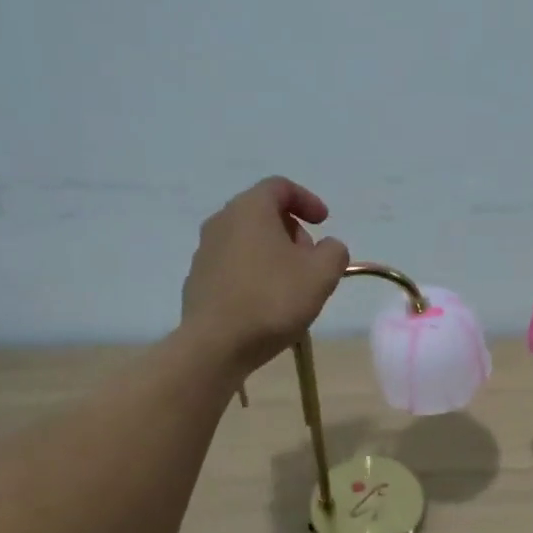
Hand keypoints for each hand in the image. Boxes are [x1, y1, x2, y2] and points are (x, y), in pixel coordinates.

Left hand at [180, 177, 350, 376]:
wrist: (215, 345)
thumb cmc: (273, 300)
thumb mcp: (322, 274)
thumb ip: (334, 252)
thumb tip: (327, 247)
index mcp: (250, 209)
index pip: (280, 187)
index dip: (307, 200)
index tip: (324, 222)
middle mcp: (221, 222)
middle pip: (262, 213)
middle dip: (291, 230)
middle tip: (311, 259)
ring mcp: (204, 252)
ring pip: (246, 241)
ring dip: (272, 254)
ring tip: (291, 285)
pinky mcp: (197, 281)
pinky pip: (233, 266)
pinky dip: (253, 273)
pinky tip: (266, 303)